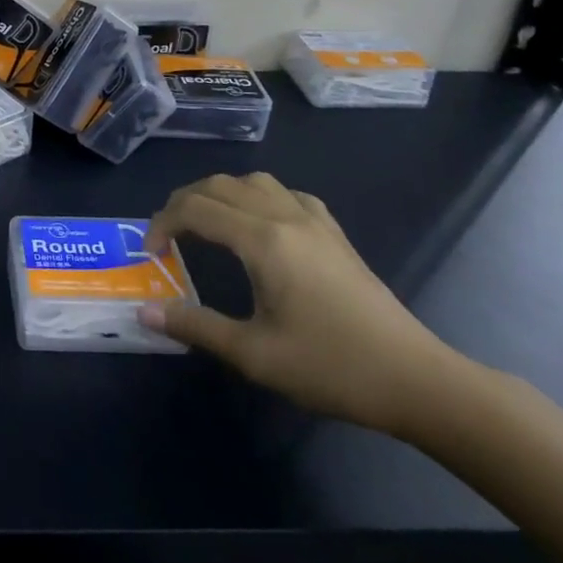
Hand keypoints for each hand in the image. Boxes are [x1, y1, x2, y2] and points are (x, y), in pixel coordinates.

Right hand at [137, 173, 465, 436]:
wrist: (417, 381)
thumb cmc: (332, 368)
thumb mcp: (255, 355)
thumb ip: (196, 326)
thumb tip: (144, 311)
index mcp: (262, 240)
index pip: (195, 209)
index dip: (163, 223)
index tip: (150, 253)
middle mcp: (285, 216)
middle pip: (219, 186)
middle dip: (184, 203)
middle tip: (168, 236)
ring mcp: (314, 220)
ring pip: (252, 182)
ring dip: (219, 194)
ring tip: (205, 224)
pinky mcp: (334, 233)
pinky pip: (285, 193)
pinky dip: (256, 197)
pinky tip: (258, 225)